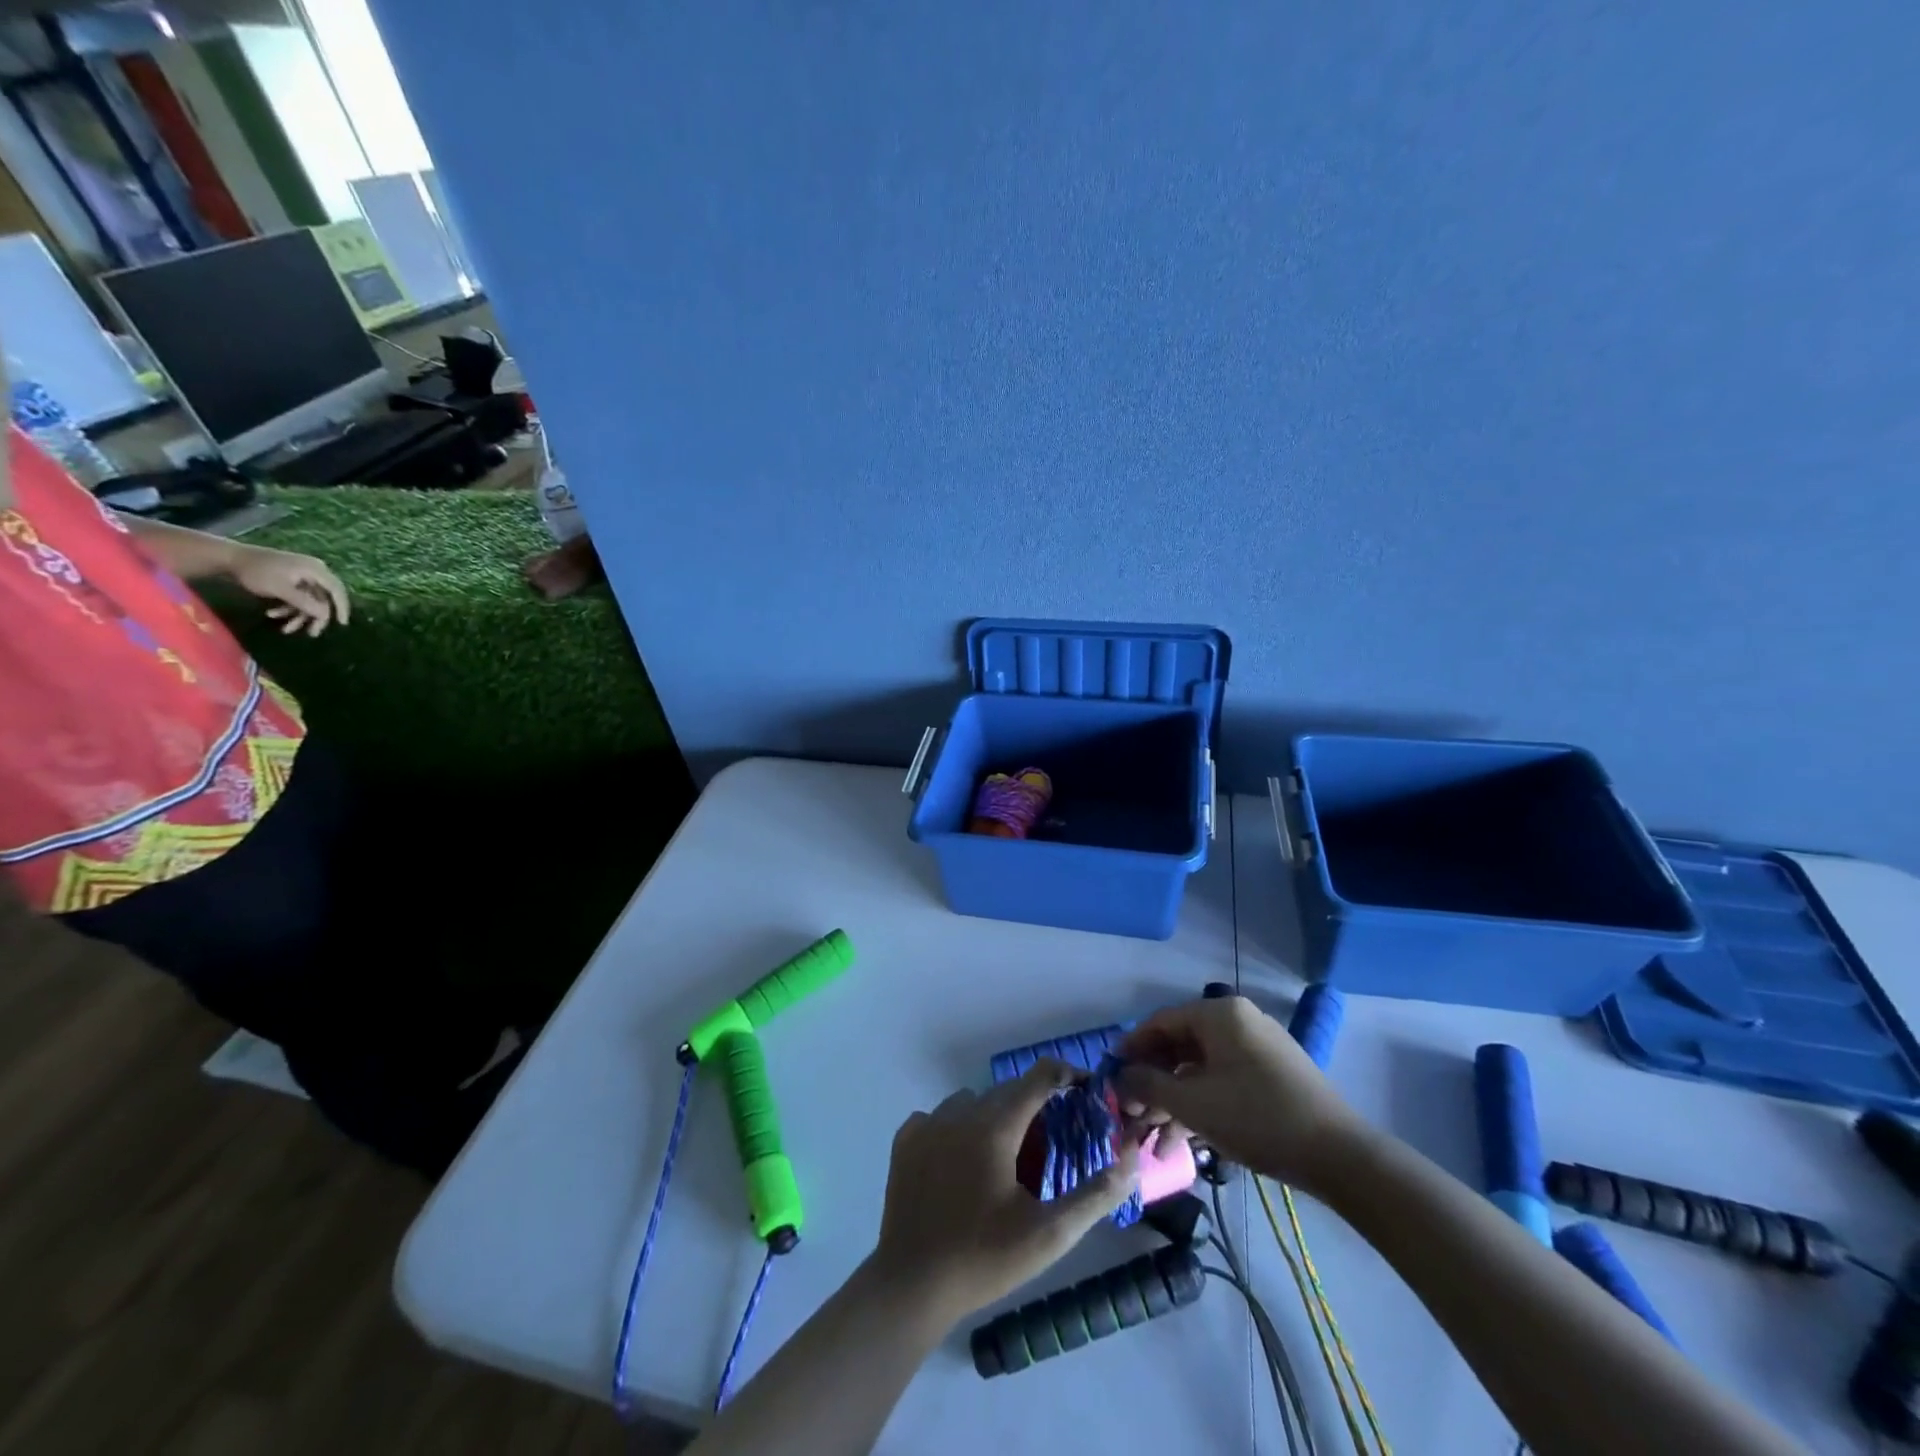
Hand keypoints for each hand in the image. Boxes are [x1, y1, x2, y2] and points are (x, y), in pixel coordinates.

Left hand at [230, 546, 349, 635]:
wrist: (229, 558)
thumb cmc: (256, 571)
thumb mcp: (280, 589)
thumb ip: (304, 603)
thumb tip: (326, 616)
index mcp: (316, 570)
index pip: (337, 590)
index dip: (342, 607)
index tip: (341, 624)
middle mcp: (314, 572)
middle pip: (324, 598)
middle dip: (315, 617)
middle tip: (311, 633)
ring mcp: (303, 576)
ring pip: (310, 600)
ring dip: (299, 615)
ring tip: (286, 630)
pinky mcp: (293, 580)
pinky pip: (299, 597)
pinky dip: (288, 608)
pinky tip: (272, 614)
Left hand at [870, 1060, 1139, 1324]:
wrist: (911, 1286)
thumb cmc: (984, 1260)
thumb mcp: (1049, 1236)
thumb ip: (1094, 1196)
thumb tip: (1130, 1161)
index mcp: (994, 1127)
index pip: (1038, 1078)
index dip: (1066, 1075)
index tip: (1086, 1089)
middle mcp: (959, 1113)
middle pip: (1007, 1090)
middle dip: (1034, 1103)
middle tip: (1052, 1140)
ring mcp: (927, 1124)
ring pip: (972, 1100)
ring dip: (995, 1114)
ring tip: (1006, 1156)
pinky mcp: (906, 1141)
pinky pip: (940, 1116)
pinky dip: (958, 1127)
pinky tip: (963, 1162)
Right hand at [1117, 995, 1363, 1194]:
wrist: (1340, 1157)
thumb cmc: (1257, 1118)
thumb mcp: (1193, 1104)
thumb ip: (1149, 1085)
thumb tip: (1119, 1076)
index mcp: (1220, 1014)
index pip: (1160, 1022)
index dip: (1131, 1050)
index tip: (1111, 1077)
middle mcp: (1238, 1022)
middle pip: (1180, 1046)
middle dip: (1153, 1084)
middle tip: (1132, 1114)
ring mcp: (1258, 1049)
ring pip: (1201, 1069)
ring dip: (1175, 1103)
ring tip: (1155, 1141)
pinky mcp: (1272, 1076)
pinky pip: (1224, 1082)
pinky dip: (1202, 1106)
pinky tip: (1185, 1142)